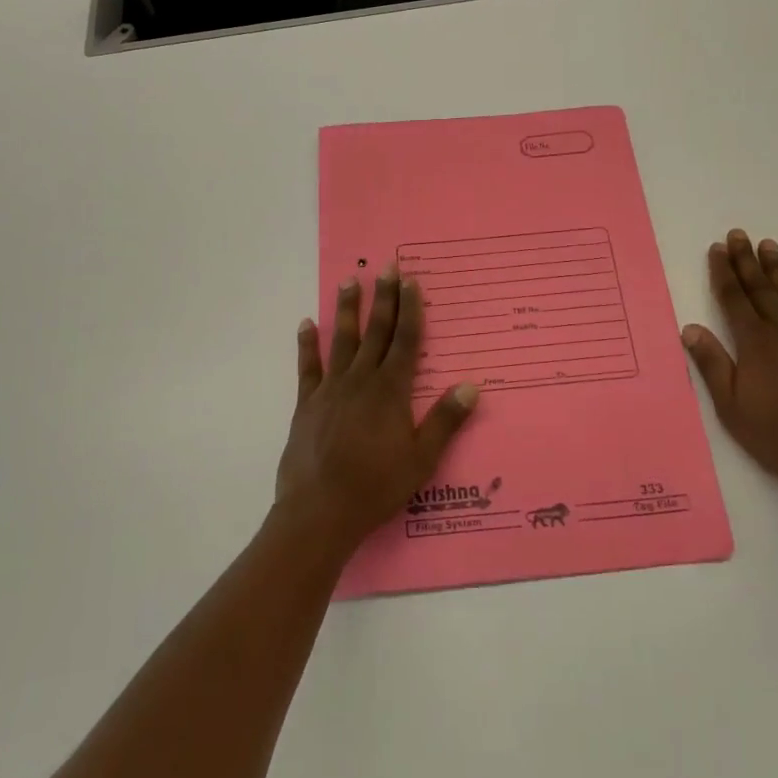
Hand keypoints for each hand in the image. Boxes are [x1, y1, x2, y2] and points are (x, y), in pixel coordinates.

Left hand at [276, 268, 480, 550]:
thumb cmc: (376, 487)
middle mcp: (361, 380)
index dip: (410, 309)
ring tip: (349, 280)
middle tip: (386, 266)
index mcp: (391, 391)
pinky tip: (306, 323)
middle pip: (376, 331)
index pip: (405, 340)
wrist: (320, 512)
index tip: (411, 281)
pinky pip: (307, 367)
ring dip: (347, 309)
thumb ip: (445, 420)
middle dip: (383, 297)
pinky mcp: (306, 404)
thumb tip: (471, 385)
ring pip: (342, 340)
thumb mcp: (422, 459)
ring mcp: (331, 389)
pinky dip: (307, 344)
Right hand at [681, 230, 777, 495]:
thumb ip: (712, 363)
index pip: (734, 298)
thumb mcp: (730, 405)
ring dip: (777, 268)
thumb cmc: (774, 434)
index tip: (717, 249)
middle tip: (739, 234)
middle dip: (746, 260)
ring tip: (768, 245)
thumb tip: (690, 328)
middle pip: (760, 288)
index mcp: (754, 343)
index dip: (723, 272)